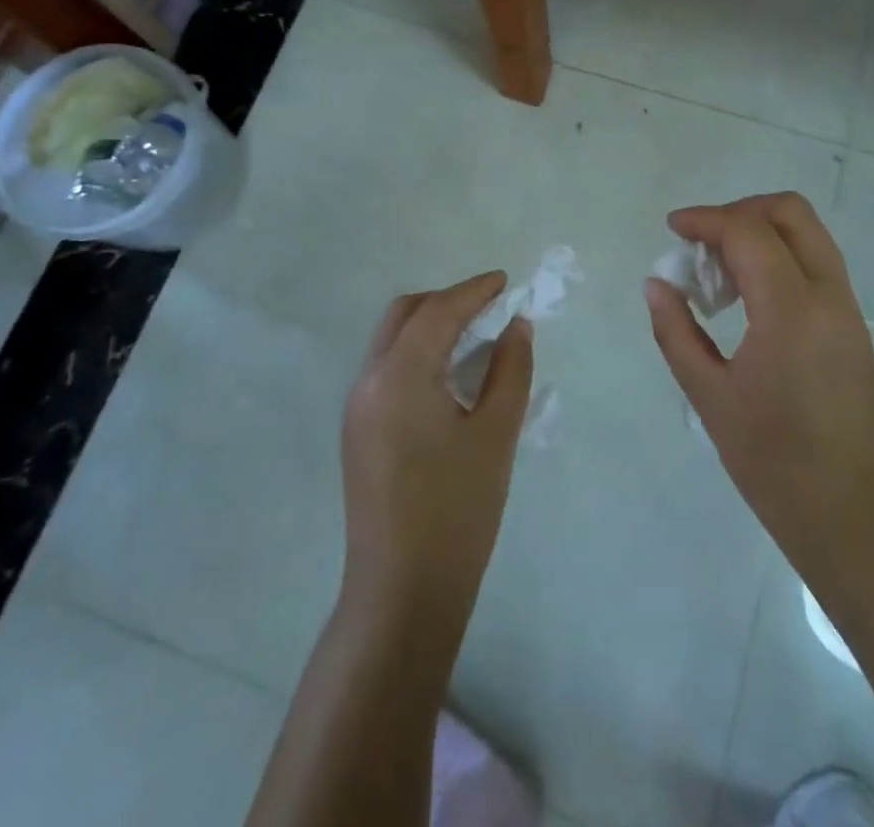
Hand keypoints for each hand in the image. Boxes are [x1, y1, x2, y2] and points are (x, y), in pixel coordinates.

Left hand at [340, 273, 533, 638]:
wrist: (402, 592)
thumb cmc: (457, 510)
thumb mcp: (496, 433)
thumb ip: (510, 369)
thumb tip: (516, 326)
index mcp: (399, 375)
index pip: (438, 311)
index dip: (474, 290)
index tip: (505, 282)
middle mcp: (369, 380)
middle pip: (405, 314)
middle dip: (447, 301)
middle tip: (489, 308)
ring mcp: (357, 407)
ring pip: (392, 340)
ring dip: (430, 326)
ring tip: (475, 337)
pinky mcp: (358, 430)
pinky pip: (387, 368)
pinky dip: (418, 353)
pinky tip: (449, 375)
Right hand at [643, 193, 873, 603]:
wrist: (856, 520)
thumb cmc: (775, 464)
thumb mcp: (710, 398)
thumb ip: (676, 332)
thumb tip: (656, 285)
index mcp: (791, 309)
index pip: (748, 231)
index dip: (705, 219)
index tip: (672, 228)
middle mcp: (828, 295)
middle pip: (790, 212)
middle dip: (740, 212)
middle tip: (701, 242)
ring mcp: (847, 311)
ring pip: (808, 235)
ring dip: (761, 233)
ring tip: (719, 272)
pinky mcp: (853, 329)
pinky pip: (816, 265)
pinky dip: (779, 258)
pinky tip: (748, 298)